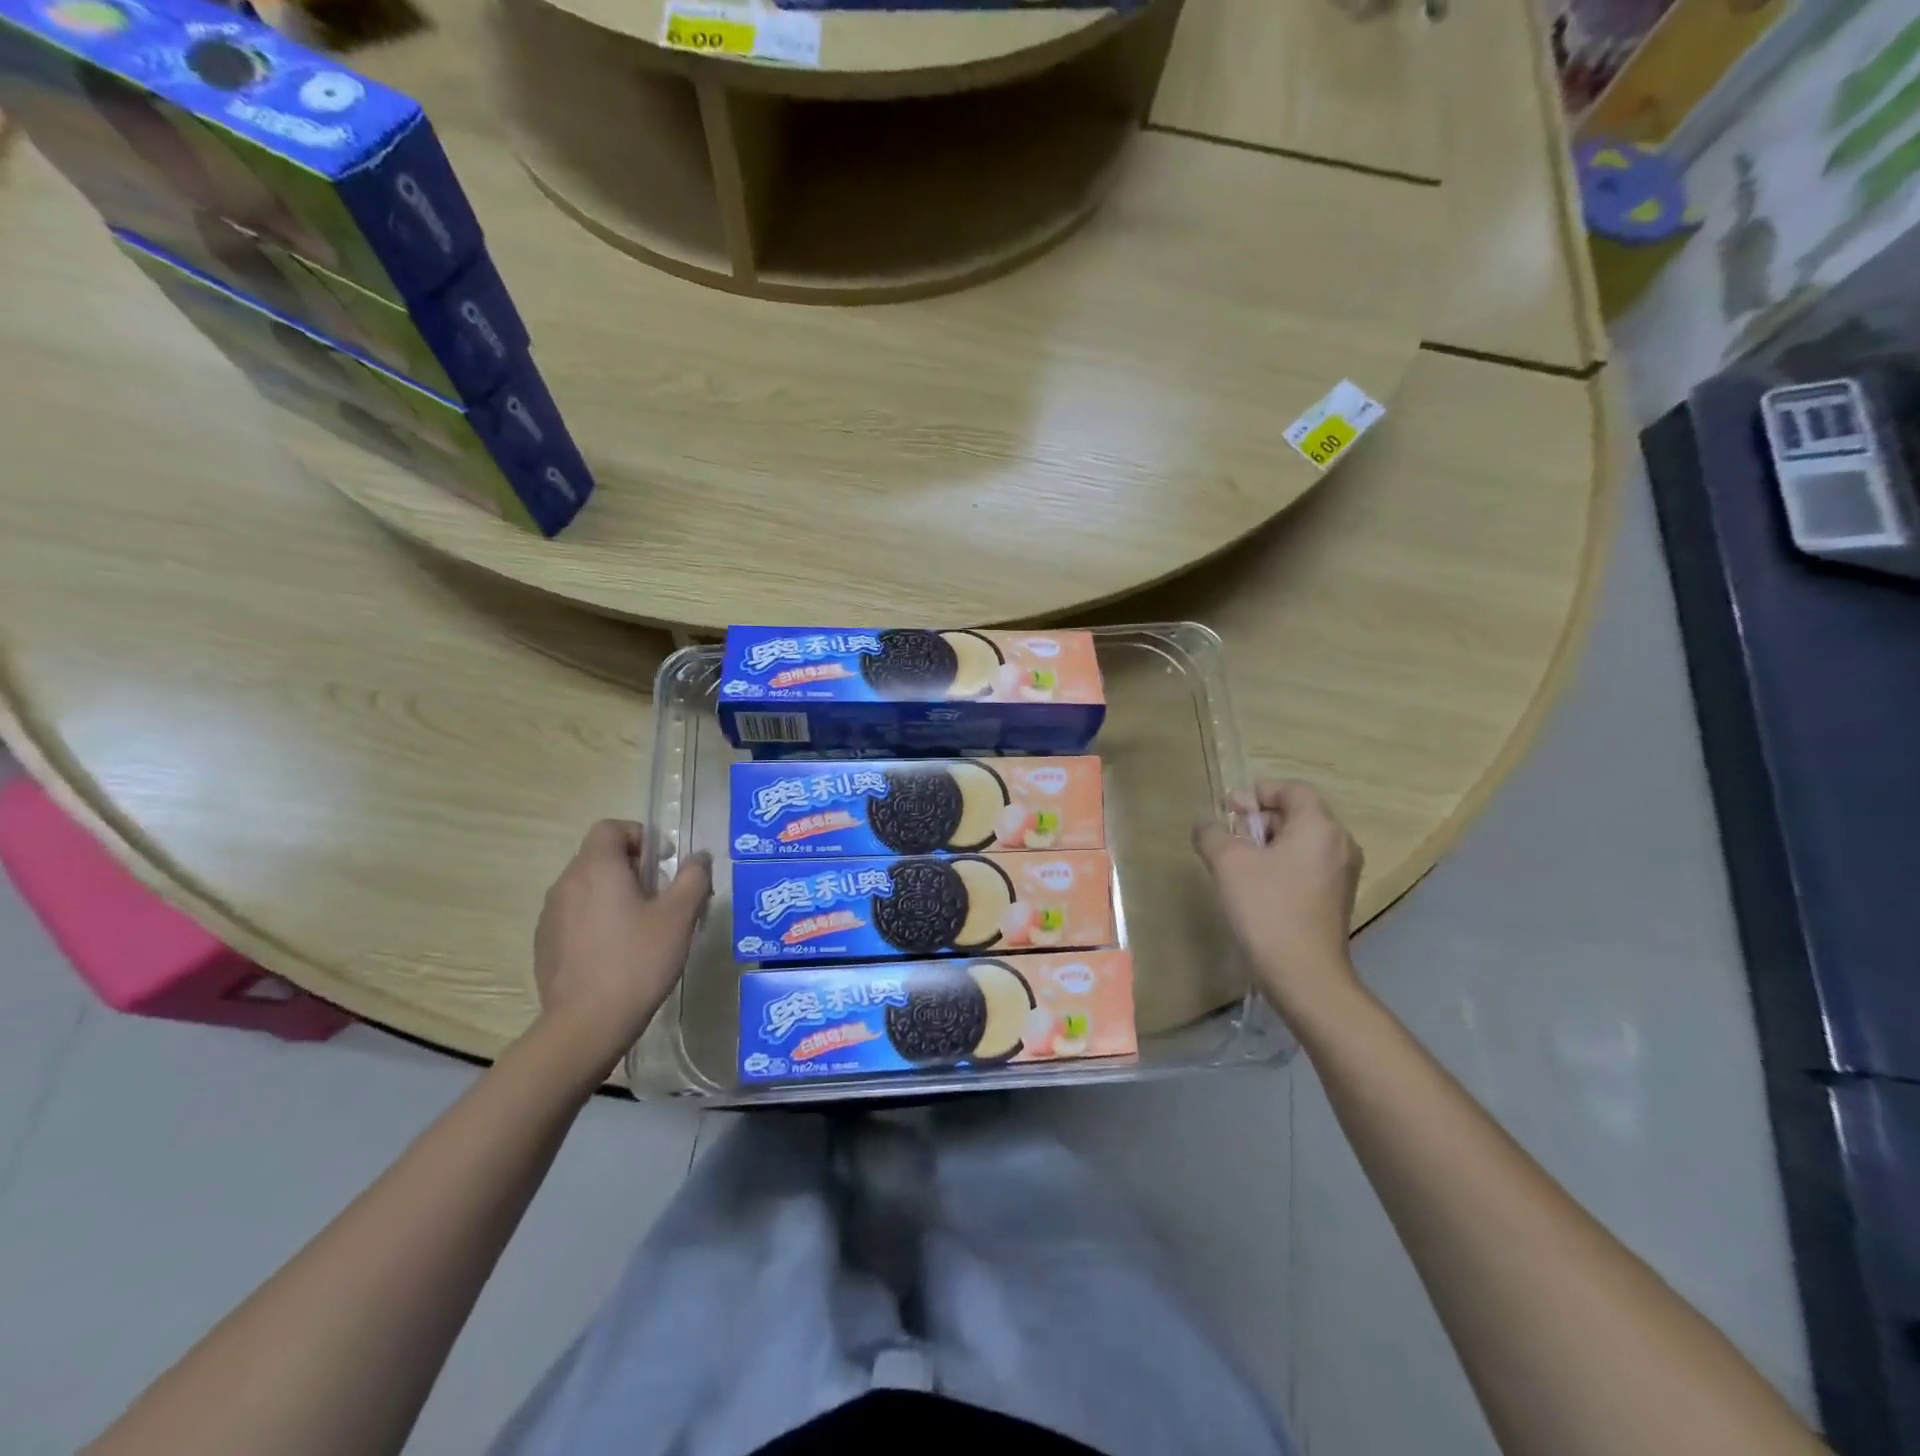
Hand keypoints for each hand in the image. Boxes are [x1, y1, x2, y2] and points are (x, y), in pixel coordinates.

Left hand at [531, 821, 712, 1078]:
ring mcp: (550, 916)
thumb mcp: (679, 916)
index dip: (639, 835)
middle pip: (599, 857)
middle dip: (632, 868)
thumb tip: (699, 857)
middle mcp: (567, 883)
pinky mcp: (545, 945)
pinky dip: (597, 920)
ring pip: (587, 888)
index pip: (611, 828)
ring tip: (642, 927)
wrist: (586, 1024)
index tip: (663, 862)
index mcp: (597, 868)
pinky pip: (574, 917)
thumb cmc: (638, 961)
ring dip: (614, 894)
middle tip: (661, 897)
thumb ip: (693, 877)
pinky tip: (617, 953)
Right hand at [1193, 779, 1363, 1019]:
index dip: (1258, 792)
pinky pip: (1306, 866)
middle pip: (1297, 814)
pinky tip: (1254, 885)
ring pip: (1301, 842)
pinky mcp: (1336, 899)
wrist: (1304, 974)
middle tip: (1227, 834)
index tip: (1229, 808)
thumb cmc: (1267, 908)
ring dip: (1267, 843)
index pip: (1292, 789)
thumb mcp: (1228, 863)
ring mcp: (1342, 874)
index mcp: (1320, 827)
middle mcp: (1340, 844)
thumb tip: (1206, 826)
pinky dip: (1281, 864)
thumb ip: (1212, 834)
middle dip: (1259, 818)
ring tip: (1235, 861)